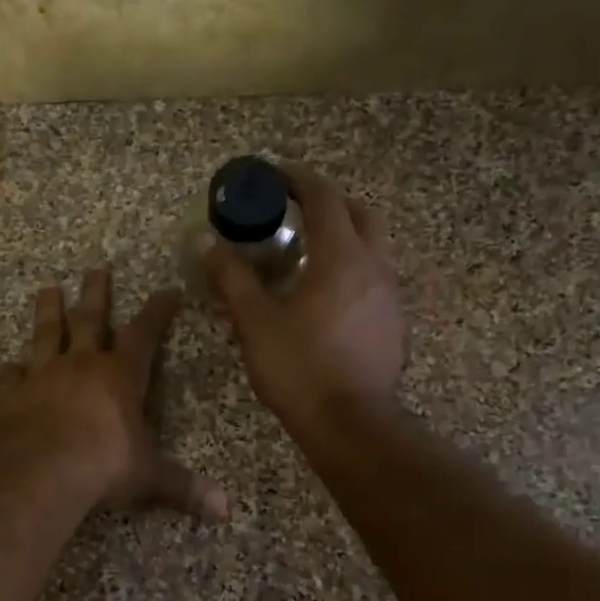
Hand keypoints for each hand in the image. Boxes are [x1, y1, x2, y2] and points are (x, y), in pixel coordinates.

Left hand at [0, 267, 226, 519]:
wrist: (42, 471)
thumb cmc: (104, 465)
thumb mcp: (150, 476)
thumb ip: (184, 487)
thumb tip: (225, 510)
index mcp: (120, 375)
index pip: (144, 333)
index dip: (158, 311)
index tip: (167, 291)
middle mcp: (81, 365)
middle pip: (90, 319)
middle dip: (96, 293)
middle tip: (96, 268)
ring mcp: (42, 376)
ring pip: (46, 334)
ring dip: (48, 311)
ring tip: (47, 289)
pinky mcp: (11, 396)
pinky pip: (10, 376)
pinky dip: (11, 370)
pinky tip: (9, 366)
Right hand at [202, 165, 406, 431]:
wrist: (352, 425)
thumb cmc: (300, 368)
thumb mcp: (255, 322)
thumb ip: (231, 277)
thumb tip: (206, 242)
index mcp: (341, 257)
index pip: (324, 197)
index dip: (298, 179)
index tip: (274, 175)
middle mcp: (374, 266)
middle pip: (360, 213)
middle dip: (328, 201)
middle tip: (294, 210)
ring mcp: (390, 295)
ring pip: (372, 245)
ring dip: (343, 235)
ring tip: (306, 251)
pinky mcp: (394, 322)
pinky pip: (374, 276)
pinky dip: (350, 266)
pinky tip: (324, 293)